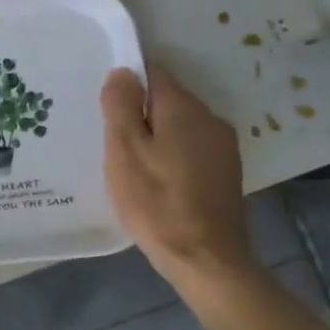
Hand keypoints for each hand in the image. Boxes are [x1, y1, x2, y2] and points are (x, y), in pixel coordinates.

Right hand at [101, 65, 254, 290]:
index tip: (104, 104)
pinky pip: (190, 147)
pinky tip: (153, 177)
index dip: (126, 82)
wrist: (205, 258)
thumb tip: (123, 71)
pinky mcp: (225, 171)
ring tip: (127, 160)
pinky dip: (169, 153)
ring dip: (154, 134)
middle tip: (108, 137)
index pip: (153, 73)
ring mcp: (222, 146)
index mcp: (184, 108)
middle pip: (166, 99)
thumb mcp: (124, 151)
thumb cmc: (155, 201)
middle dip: (138, 111)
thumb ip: (121, 107)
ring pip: (178, 124)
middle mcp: (210, 118)